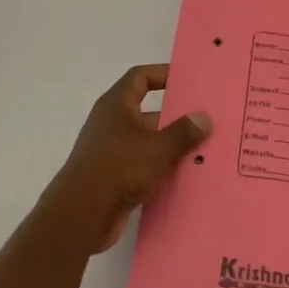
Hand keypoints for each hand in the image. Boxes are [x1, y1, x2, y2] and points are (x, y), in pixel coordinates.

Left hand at [40, 65, 211, 253]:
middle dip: (176, 116)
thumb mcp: (157, 147)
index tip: (188, 80)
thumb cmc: (119, 168)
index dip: (163, 74)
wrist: (82, 214)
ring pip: (148, 142)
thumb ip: (183, 132)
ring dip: (172, 146)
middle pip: (148, 112)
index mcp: (116, 105)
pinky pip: (144, 166)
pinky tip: (187, 177)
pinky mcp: (114, 178)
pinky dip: (162, 169)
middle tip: (206, 120)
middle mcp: (111, 124)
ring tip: (205, 150)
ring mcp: (111, 152)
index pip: (140, 77)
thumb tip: (203, 117)